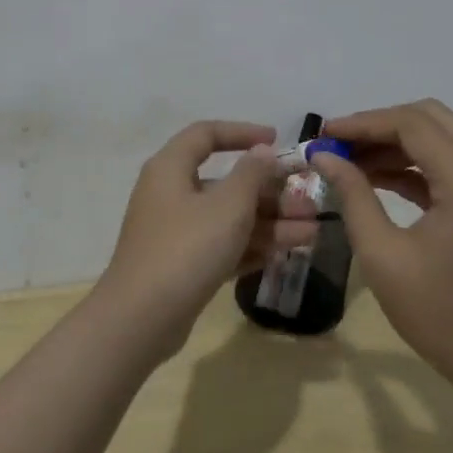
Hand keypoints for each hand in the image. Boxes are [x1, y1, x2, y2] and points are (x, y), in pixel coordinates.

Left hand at [95, 121, 311, 359]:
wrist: (141, 319)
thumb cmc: (186, 248)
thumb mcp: (227, 206)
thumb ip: (251, 175)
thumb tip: (262, 152)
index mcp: (171, 168)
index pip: (206, 135)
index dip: (242, 133)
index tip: (276, 141)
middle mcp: (170, 194)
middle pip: (226, 183)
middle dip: (270, 193)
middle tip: (308, 205)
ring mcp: (175, 232)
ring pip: (228, 218)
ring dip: (270, 223)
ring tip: (311, 234)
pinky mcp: (182, 266)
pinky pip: (222, 246)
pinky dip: (251, 247)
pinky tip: (286, 254)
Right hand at [310, 100, 452, 399]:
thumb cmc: (442, 316)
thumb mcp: (384, 256)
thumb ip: (353, 196)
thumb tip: (324, 157)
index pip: (412, 125)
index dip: (363, 123)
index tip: (323, 136)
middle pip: (430, 118)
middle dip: (379, 125)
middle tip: (337, 144)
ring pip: (439, 137)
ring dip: (394, 142)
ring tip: (348, 161)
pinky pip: (448, 163)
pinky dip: (412, 163)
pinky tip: (375, 178)